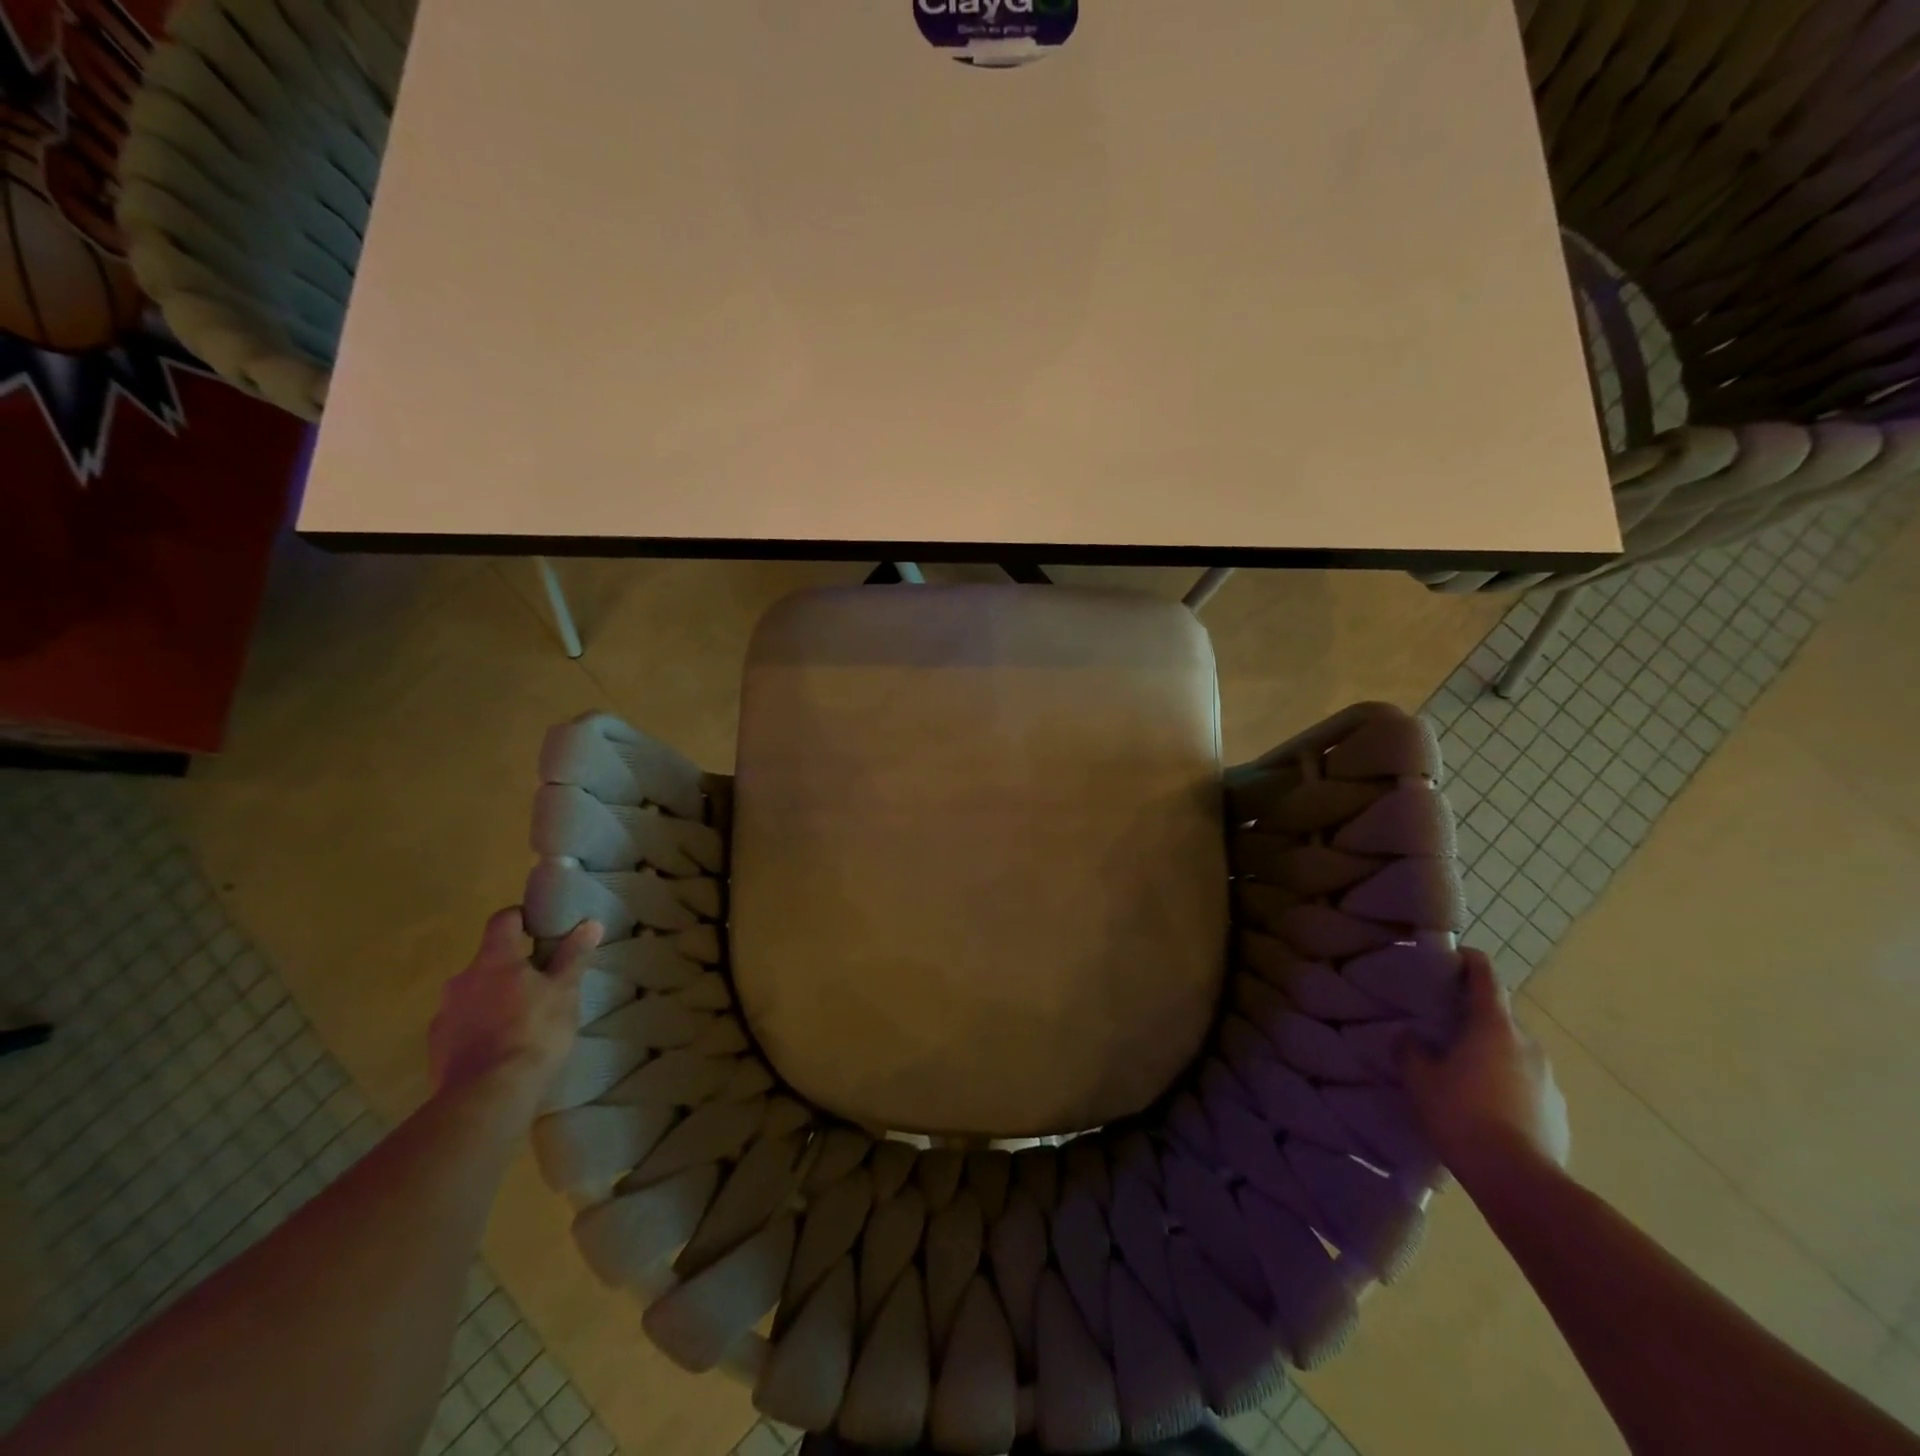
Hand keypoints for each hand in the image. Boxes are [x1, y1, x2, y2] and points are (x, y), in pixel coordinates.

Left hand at [429, 908, 601, 1102]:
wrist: (487, 1097)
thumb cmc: (534, 1033)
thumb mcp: (565, 992)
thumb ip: (573, 956)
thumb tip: (589, 923)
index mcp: (494, 959)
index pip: (504, 920)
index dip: (522, 917)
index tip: (541, 927)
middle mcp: (462, 979)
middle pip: (488, 961)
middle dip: (512, 968)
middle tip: (541, 984)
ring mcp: (444, 1015)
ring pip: (473, 995)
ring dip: (494, 1000)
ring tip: (521, 1022)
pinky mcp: (436, 1048)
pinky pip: (461, 1026)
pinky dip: (479, 1029)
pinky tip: (500, 1049)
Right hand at [1403, 948, 1570, 1178]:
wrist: (1520, 1182)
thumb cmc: (1463, 1115)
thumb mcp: (1420, 1080)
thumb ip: (1411, 1051)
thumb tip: (1410, 1037)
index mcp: (1494, 1028)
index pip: (1486, 977)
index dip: (1470, 961)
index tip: (1454, 957)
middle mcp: (1528, 1045)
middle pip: (1499, 1019)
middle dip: (1473, 1020)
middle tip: (1443, 1030)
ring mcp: (1549, 1080)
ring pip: (1513, 1054)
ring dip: (1490, 1056)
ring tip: (1462, 1076)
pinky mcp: (1559, 1112)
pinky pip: (1526, 1086)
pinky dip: (1506, 1086)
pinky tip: (1485, 1110)